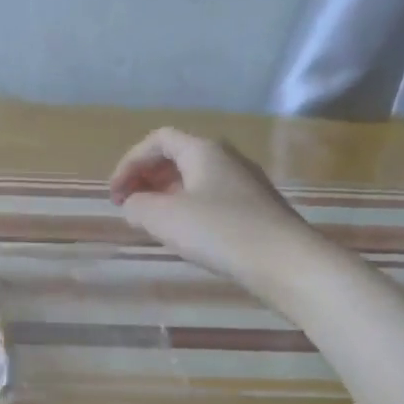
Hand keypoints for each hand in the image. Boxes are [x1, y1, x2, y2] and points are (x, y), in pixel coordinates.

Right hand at [108, 128, 310, 279]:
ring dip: (166, 195)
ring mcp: (246, 184)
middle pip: (177, 157)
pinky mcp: (257, 210)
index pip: (157, 140)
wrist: (287, 263)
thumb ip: (137, 206)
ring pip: (195, 179)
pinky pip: (212, 199)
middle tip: (129, 206)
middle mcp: (227, 158)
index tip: (115, 195)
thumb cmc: (219, 231)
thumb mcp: (163, 218)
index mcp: (203, 150)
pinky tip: (186, 235)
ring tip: (152, 222)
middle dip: (146, 178)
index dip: (129, 162)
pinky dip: (189, 209)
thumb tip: (133, 205)